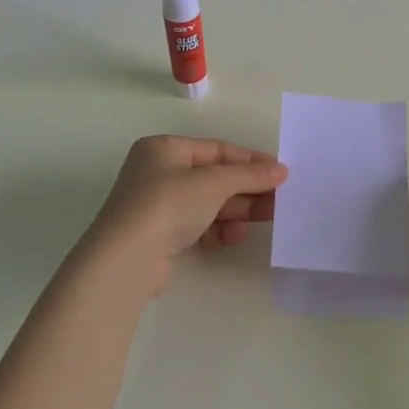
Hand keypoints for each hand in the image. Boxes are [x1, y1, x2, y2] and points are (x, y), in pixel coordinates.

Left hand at [84, 136, 287, 289]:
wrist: (127, 259)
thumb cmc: (168, 204)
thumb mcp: (213, 183)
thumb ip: (249, 175)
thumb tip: (281, 170)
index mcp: (164, 149)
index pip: (216, 149)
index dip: (250, 160)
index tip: (280, 172)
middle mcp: (158, 173)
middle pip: (213, 177)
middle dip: (247, 189)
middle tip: (278, 200)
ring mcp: (157, 206)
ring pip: (208, 203)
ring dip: (237, 210)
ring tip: (266, 218)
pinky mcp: (160, 236)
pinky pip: (197, 226)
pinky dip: (218, 229)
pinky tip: (234, 236)